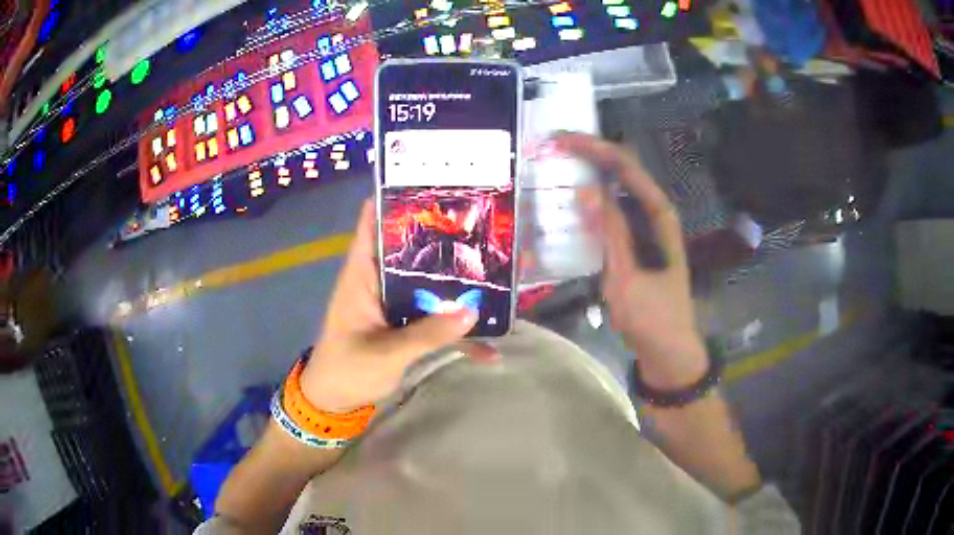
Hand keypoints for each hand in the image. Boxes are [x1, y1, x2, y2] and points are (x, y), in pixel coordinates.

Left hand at [300, 200, 479, 412]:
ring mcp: (394, 303)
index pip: (372, 223)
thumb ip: (427, 334)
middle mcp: (379, 281)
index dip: (395, 200)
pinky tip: (489, 346)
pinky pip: (435, 319)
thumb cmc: (347, 369)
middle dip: (442, 238)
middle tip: (482, 224)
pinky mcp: (405, 324)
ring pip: (428, 282)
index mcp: (362, 274)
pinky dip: (457, 330)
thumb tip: (472, 311)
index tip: (431, 185)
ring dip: (457, 281)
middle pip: (410, 248)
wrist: (334, 402)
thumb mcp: (385, 353)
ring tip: (497, 271)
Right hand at [554, 133, 707, 387]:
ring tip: (556, 167)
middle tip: (551, 148)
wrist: (668, 351)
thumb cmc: (651, 317)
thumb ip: (610, 232)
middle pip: (621, 172)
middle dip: (588, 155)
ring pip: (615, 191)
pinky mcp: (635, 244)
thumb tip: (587, 189)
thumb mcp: (627, 276)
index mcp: (659, 215)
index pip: (626, 167)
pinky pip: (611, 214)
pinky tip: (571, 205)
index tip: (560, 140)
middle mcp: (654, 214)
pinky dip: (591, 204)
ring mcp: (645, 229)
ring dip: (588, 175)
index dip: (594, 148)